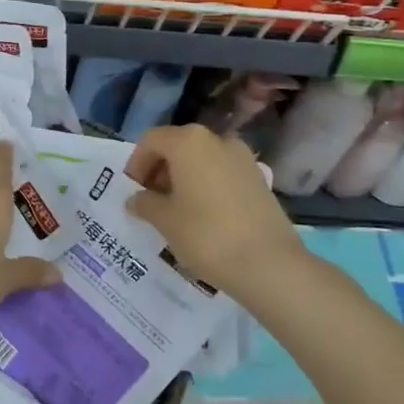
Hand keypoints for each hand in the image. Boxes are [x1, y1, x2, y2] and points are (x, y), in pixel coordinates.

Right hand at [126, 124, 308, 299]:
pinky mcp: (259, 179)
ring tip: (176, 210)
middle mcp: (217, 140)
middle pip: (178, 146)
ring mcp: (242, 158)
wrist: (270, 264)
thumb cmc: (206, 235)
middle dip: (160, 170)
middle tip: (151, 200)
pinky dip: (207, 186)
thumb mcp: (165, 220)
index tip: (133, 190)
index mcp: (188, 142)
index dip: (136, 163)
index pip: (151, 140)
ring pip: (202, 160)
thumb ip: (145, 203)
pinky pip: (222, 174)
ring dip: (184, 178)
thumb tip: (137, 199)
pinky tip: (203, 216)